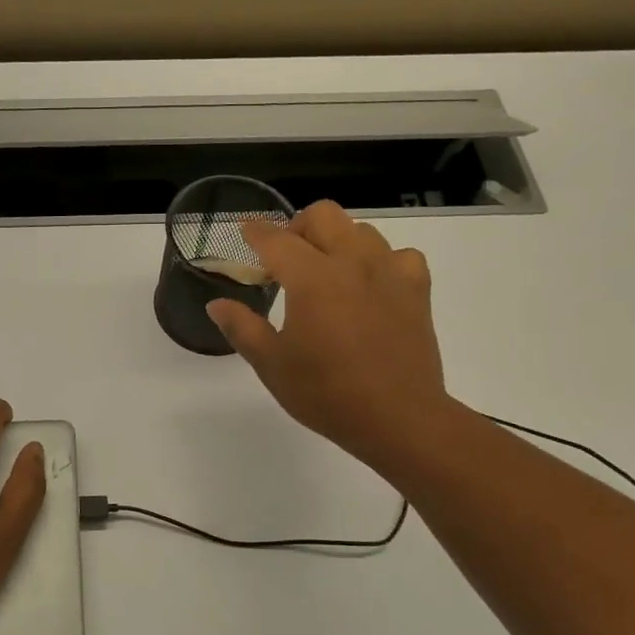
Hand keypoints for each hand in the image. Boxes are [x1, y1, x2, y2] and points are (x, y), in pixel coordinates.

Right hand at [206, 201, 451, 470]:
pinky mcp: (417, 290)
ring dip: (337, 240)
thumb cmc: (326, 393)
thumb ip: (242, 327)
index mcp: (311, 278)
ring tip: (327, 271)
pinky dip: (382, 261)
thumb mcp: (272, 364)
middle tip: (286, 258)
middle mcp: (351, 262)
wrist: (398, 418)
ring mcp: (389, 273)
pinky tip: (372, 284)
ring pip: (361, 230)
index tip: (244, 230)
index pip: (276, 240)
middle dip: (297, 227)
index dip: (255, 232)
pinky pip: (400, 255)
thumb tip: (216, 303)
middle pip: (323, 215)